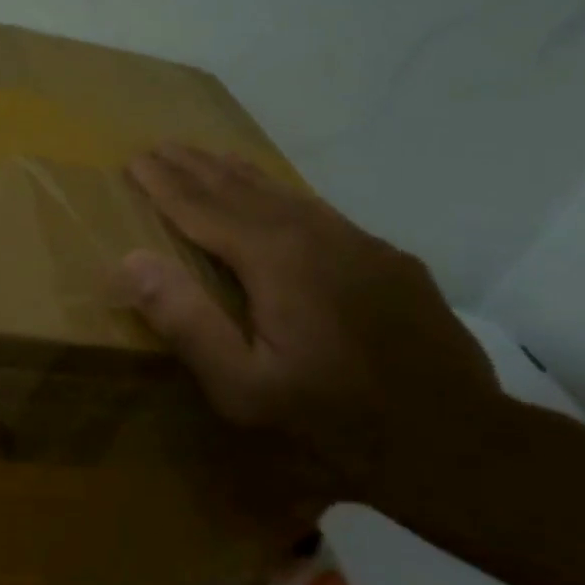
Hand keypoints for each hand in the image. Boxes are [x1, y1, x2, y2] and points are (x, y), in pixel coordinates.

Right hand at [116, 144, 502, 491]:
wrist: (452, 438)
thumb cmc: (331, 418)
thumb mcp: (242, 386)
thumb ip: (187, 322)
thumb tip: (132, 260)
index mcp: (276, 260)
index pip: (205, 210)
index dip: (166, 186)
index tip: (135, 161)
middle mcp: (317, 235)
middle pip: (243, 191)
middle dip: (197, 168)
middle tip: (163, 146)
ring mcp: (358, 243)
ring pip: (285, 195)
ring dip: (239, 175)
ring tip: (210, 157)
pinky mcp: (386, 259)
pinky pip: (319, 212)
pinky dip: (282, 195)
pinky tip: (278, 197)